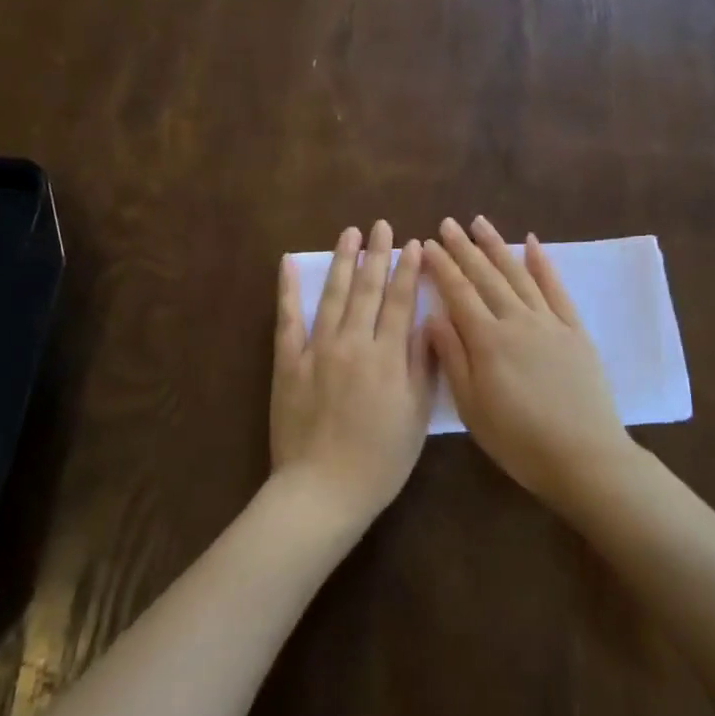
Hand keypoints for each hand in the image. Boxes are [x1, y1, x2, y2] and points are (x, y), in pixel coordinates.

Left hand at [270, 221, 432, 527]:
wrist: (322, 490)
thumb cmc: (380, 459)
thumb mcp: (415, 416)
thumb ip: (422, 365)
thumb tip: (427, 321)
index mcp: (386, 356)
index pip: (400, 302)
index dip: (408, 271)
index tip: (414, 244)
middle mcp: (352, 343)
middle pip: (367, 290)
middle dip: (378, 255)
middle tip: (382, 225)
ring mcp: (316, 349)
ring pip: (333, 295)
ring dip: (343, 262)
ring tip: (350, 233)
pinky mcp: (288, 362)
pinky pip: (287, 319)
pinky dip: (288, 290)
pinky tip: (289, 264)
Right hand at [424, 216, 634, 505]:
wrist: (584, 456)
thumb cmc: (518, 440)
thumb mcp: (472, 407)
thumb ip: (452, 358)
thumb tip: (432, 316)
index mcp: (487, 340)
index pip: (458, 293)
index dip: (442, 267)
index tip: (428, 244)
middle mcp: (516, 320)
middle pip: (486, 277)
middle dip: (464, 248)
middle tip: (448, 223)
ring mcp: (549, 322)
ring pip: (518, 275)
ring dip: (497, 247)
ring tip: (480, 223)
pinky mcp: (574, 330)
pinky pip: (556, 290)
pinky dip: (543, 265)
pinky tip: (532, 244)